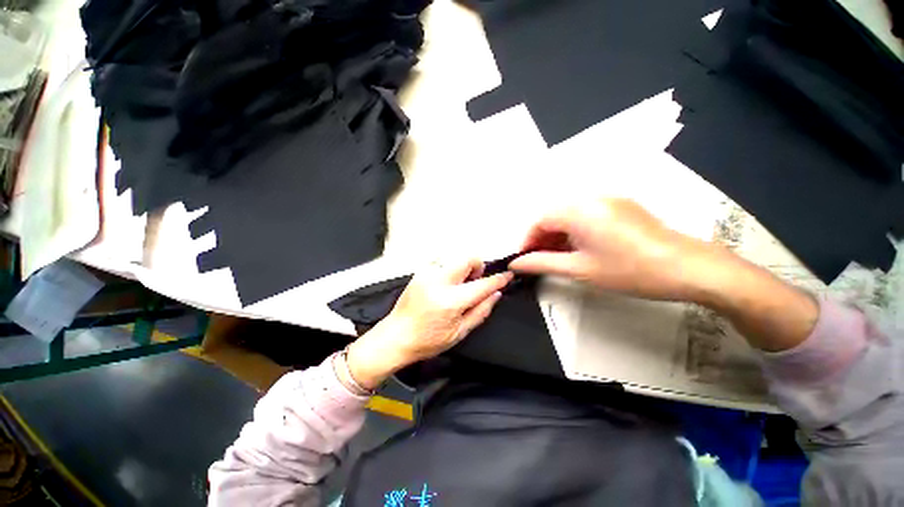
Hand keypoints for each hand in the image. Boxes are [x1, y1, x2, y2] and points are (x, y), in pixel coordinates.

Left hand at [344, 259, 512, 389]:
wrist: (395, 337)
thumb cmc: (427, 341)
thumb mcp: (459, 332)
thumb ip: (481, 311)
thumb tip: (496, 294)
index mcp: (450, 302)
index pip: (482, 285)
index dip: (498, 279)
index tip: (507, 275)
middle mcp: (438, 282)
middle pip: (467, 258)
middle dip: (477, 265)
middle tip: (475, 280)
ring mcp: (427, 274)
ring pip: (454, 257)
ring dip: (463, 267)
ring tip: (459, 284)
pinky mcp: (419, 272)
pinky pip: (441, 261)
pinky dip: (450, 269)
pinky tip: (446, 284)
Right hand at [509, 198, 710, 299]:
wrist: (688, 268)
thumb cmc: (628, 271)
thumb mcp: (580, 269)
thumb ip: (542, 263)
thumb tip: (516, 264)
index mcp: (579, 210)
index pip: (539, 220)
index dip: (527, 240)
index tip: (523, 260)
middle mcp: (591, 198)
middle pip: (553, 215)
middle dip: (541, 238)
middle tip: (538, 260)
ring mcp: (608, 200)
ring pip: (569, 215)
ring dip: (557, 234)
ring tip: (556, 256)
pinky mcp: (620, 206)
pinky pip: (586, 214)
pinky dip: (574, 230)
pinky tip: (578, 247)